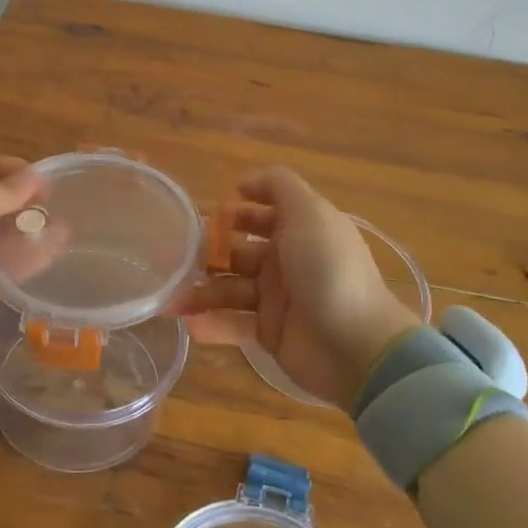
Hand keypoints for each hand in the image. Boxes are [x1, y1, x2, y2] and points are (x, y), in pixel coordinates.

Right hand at [170, 167, 421, 410]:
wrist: (356, 344)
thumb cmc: (328, 268)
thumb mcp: (309, 212)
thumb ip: (279, 185)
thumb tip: (244, 183)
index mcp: (298, 229)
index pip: (261, 213)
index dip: (235, 211)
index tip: (205, 213)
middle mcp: (286, 260)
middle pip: (237, 249)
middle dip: (207, 251)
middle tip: (174, 257)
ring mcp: (277, 298)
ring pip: (228, 287)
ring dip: (200, 290)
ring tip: (171, 298)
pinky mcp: (269, 333)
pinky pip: (232, 323)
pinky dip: (210, 323)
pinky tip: (189, 323)